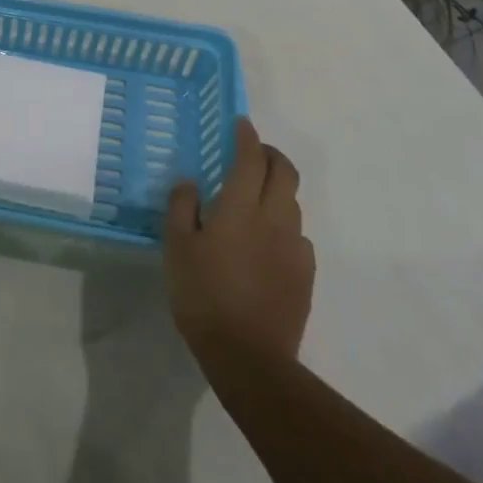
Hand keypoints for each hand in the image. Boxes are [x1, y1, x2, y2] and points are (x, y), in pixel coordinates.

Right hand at [165, 119, 314, 365]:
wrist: (250, 358)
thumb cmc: (204, 295)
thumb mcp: (177, 247)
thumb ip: (181, 206)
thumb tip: (190, 182)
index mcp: (241, 207)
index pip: (251, 157)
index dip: (247, 136)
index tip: (240, 124)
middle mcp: (274, 218)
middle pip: (285, 172)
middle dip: (271, 155)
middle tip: (253, 153)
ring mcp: (295, 247)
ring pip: (293, 203)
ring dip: (278, 191)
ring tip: (256, 200)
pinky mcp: (305, 275)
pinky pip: (298, 236)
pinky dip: (284, 226)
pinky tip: (268, 243)